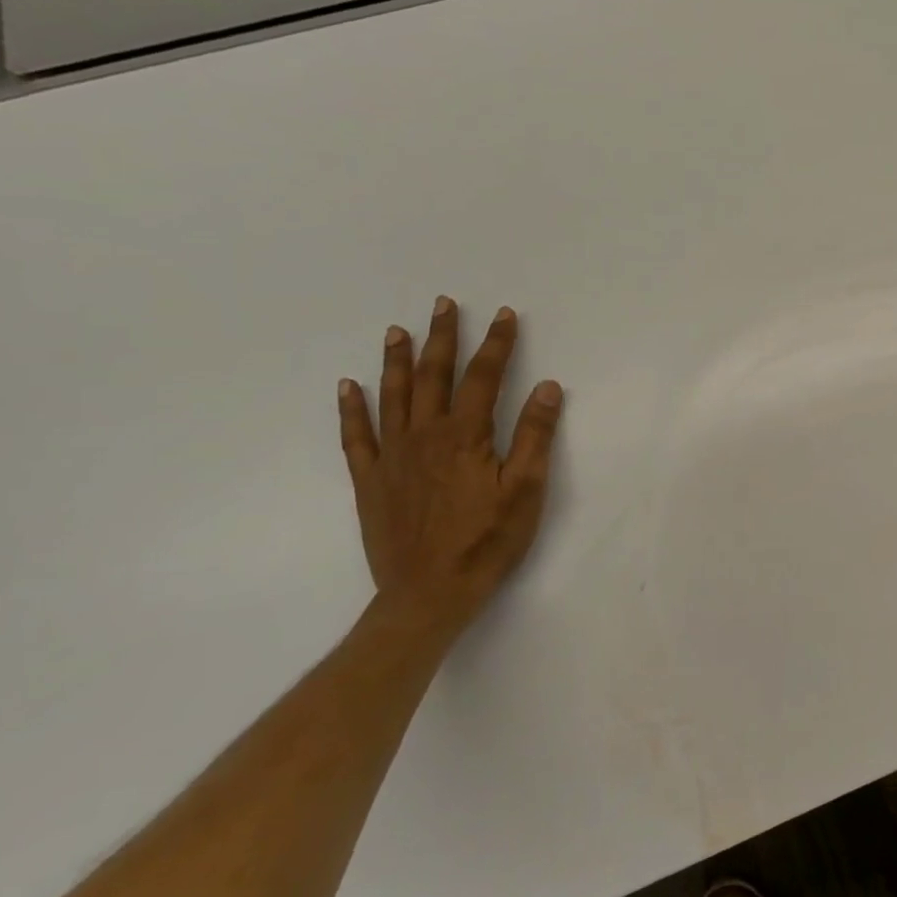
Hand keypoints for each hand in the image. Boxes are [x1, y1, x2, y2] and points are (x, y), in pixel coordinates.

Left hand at [337, 297, 563, 635]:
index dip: (496, 344)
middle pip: (434, 377)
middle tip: (444, 303)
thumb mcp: (525, 490)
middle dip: (443, 338)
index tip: (503, 314)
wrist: (429, 593)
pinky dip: (352, 408)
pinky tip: (349, 386)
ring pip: (393, 397)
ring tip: (399, 330)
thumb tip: (547, 387)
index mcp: (465, 437)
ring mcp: (391, 458)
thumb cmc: (488, 541)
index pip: (483, 378)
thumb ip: (534, 436)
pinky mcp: (370, 481)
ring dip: (398, 361)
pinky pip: (356, 436)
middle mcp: (424, 436)